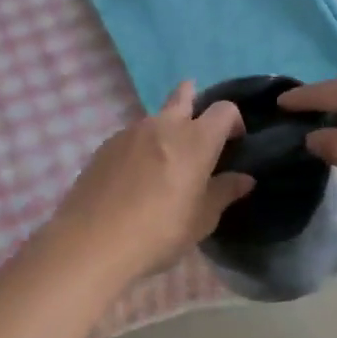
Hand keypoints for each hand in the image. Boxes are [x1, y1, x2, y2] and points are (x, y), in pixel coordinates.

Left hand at [50, 82, 254, 281]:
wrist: (92, 242)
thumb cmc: (158, 233)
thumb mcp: (201, 220)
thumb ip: (223, 193)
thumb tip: (244, 179)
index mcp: (195, 140)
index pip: (224, 110)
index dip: (234, 121)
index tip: (235, 143)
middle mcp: (163, 125)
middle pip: (182, 96)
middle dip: (194, 101)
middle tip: (198, 131)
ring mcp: (129, 132)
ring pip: (155, 118)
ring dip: (166, 130)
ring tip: (164, 164)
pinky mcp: (105, 146)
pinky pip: (131, 137)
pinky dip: (141, 147)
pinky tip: (135, 177)